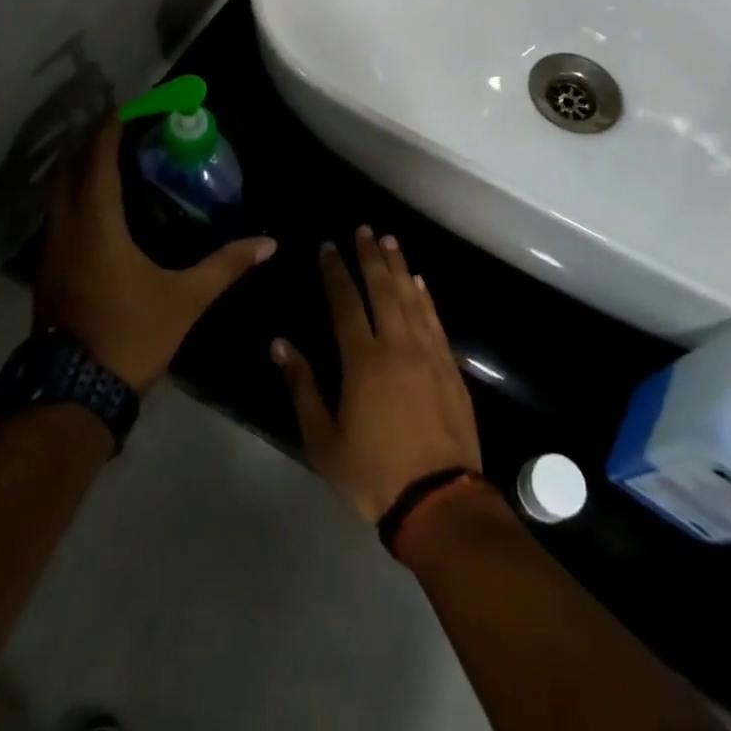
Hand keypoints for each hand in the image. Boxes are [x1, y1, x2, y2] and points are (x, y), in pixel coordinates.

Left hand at [35, 119, 275, 390]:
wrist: (74, 394)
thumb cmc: (131, 335)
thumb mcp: (186, 299)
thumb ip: (226, 265)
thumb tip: (269, 243)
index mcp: (97, 225)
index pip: (98, 160)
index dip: (111, 130)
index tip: (131, 110)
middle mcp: (66, 229)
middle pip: (68, 168)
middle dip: (91, 142)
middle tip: (123, 130)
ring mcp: (50, 251)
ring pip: (56, 193)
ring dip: (78, 169)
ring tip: (111, 161)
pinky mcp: (46, 271)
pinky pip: (57, 215)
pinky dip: (73, 196)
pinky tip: (98, 207)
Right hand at [272, 227, 481, 522]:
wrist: (438, 500)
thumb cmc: (372, 473)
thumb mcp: (323, 440)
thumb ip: (302, 387)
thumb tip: (280, 344)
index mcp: (363, 360)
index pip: (346, 302)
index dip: (336, 272)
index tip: (328, 246)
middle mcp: (397, 346)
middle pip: (382, 289)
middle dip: (370, 256)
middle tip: (364, 229)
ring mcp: (428, 354)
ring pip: (411, 298)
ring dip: (399, 267)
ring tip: (390, 241)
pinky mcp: (450, 368)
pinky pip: (435, 321)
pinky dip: (425, 297)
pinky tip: (419, 282)